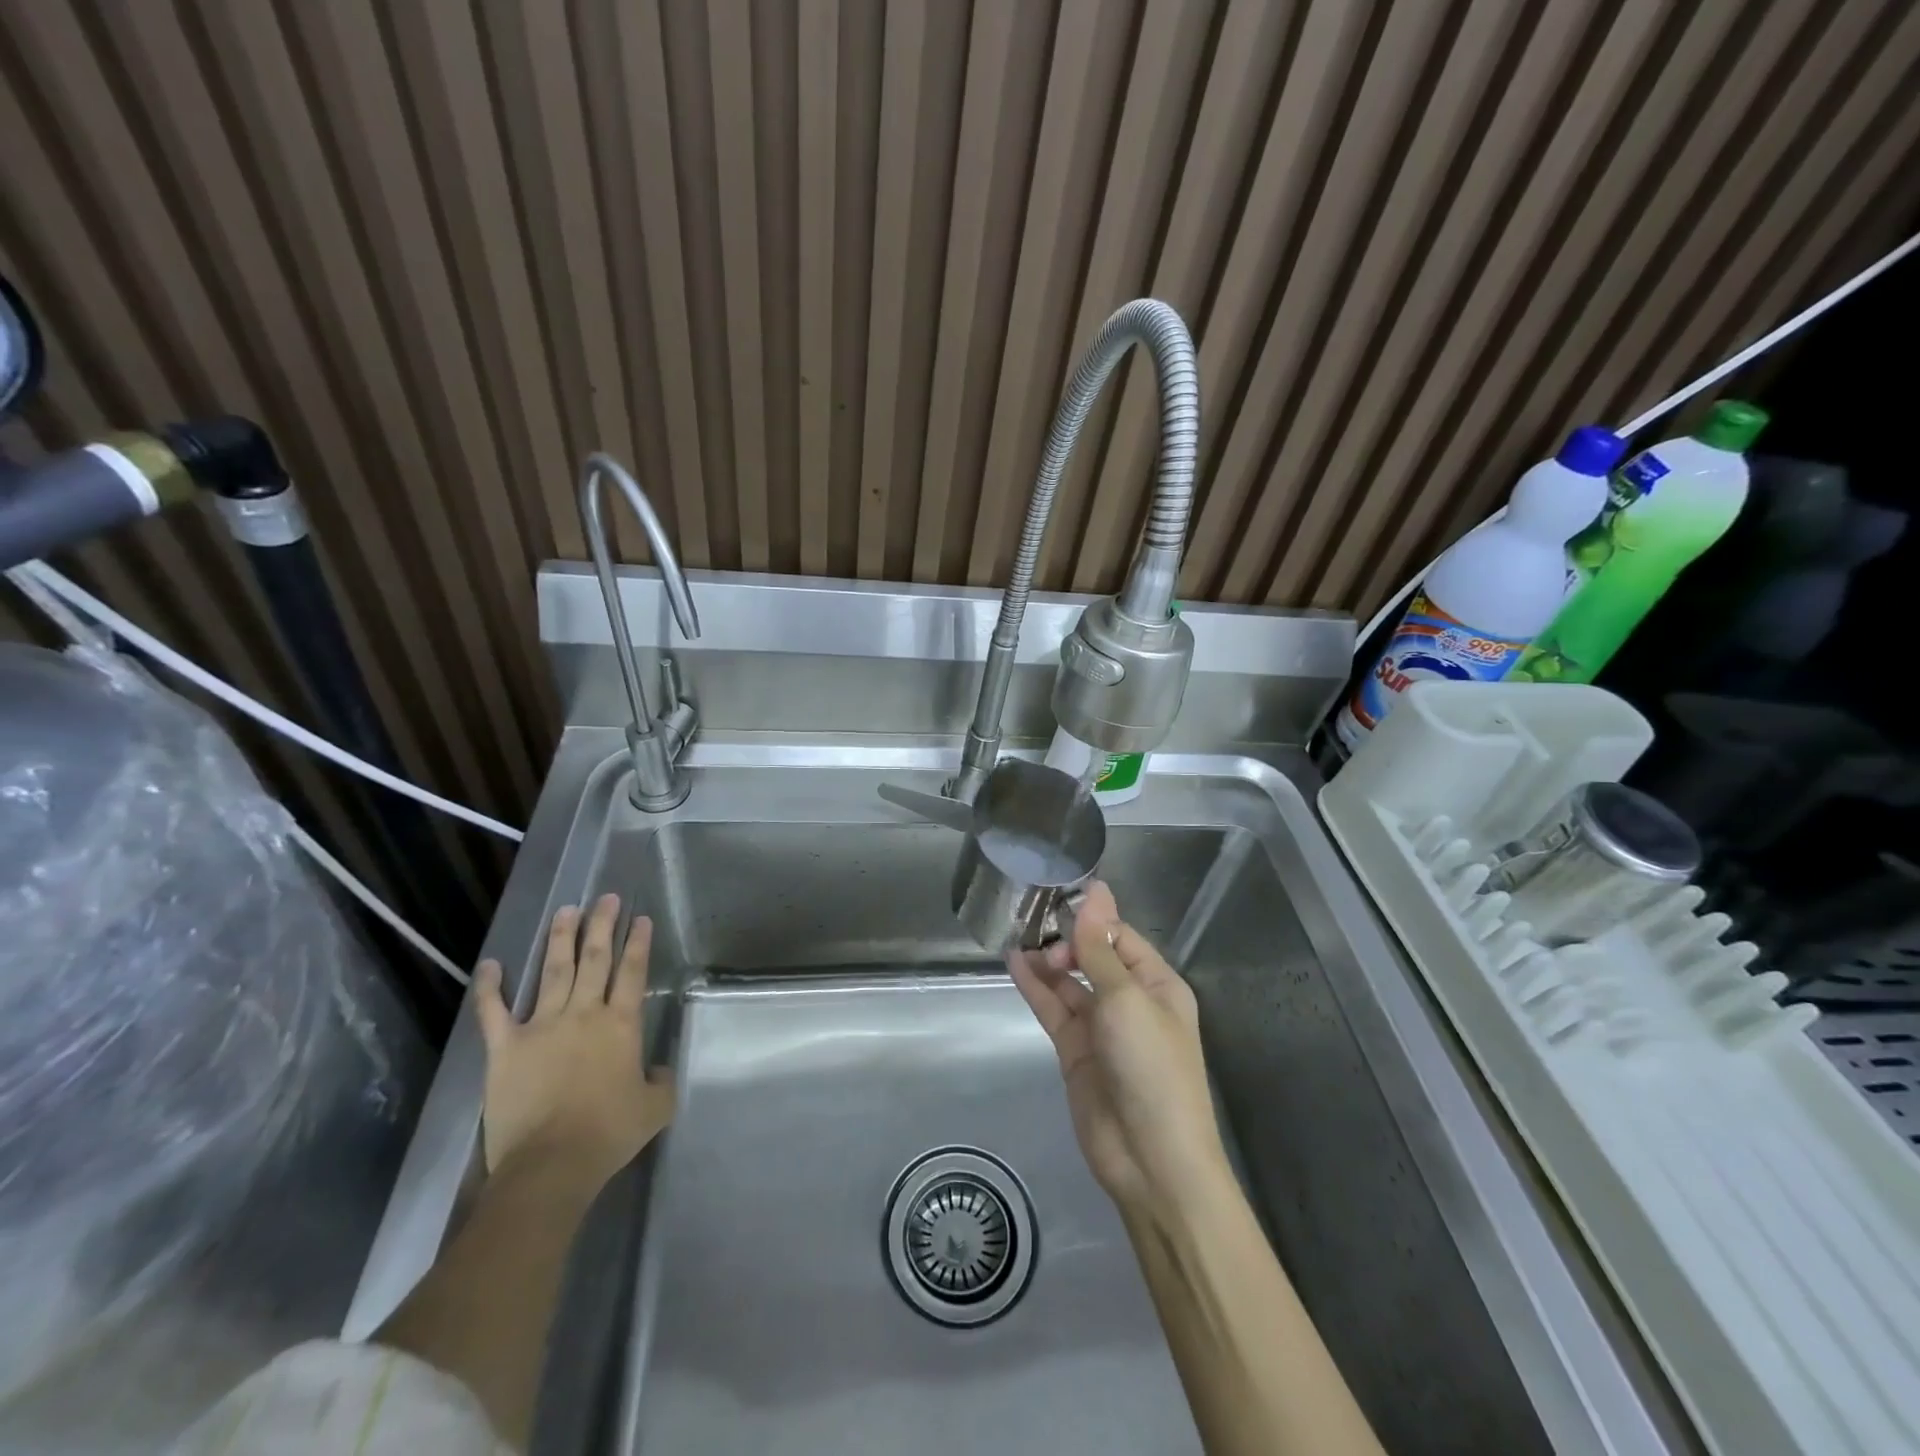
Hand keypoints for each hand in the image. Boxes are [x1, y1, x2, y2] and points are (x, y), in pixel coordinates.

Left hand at [471, 894, 674, 1185]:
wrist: (550, 1164)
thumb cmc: (608, 1134)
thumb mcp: (655, 1108)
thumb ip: (661, 1080)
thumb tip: (656, 1069)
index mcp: (621, 1025)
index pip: (633, 972)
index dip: (638, 943)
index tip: (640, 918)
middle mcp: (583, 1014)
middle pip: (595, 959)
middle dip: (602, 925)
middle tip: (606, 898)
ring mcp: (541, 1026)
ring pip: (553, 971)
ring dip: (560, 939)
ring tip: (567, 911)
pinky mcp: (505, 1048)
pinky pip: (495, 1011)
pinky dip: (491, 987)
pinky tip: (491, 963)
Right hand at [1008, 881, 1229, 1222]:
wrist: (1151, 1160)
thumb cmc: (1151, 1068)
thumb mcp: (1126, 999)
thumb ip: (1100, 948)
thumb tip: (1096, 890)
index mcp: (1156, 984)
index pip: (1119, 937)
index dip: (1090, 919)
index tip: (1055, 899)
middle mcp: (1130, 1000)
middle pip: (1092, 957)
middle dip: (1066, 940)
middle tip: (1038, 933)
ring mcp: (1101, 1027)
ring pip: (1069, 983)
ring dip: (1046, 962)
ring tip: (1017, 937)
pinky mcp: (1076, 1051)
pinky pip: (1054, 1010)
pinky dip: (1035, 988)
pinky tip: (1014, 964)